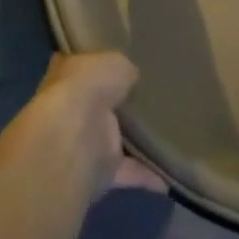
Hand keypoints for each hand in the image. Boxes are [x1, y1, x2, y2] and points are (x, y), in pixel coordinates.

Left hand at [18, 53, 166, 198]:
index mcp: (67, 77)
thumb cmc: (88, 88)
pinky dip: (148, 175)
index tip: (123, 64)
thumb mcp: (114, 62)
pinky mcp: (100, 172)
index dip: (98, 66)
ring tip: (168, 132)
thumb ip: (124, 69)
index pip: (81, 68)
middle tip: (152, 96)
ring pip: (112, 140)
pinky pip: (129, 172)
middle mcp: (72, 111)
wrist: (73, 139)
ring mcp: (84, 144)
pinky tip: (171, 174)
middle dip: (118, 104)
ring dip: (134, 141)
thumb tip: (131, 78)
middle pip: (98, 106)